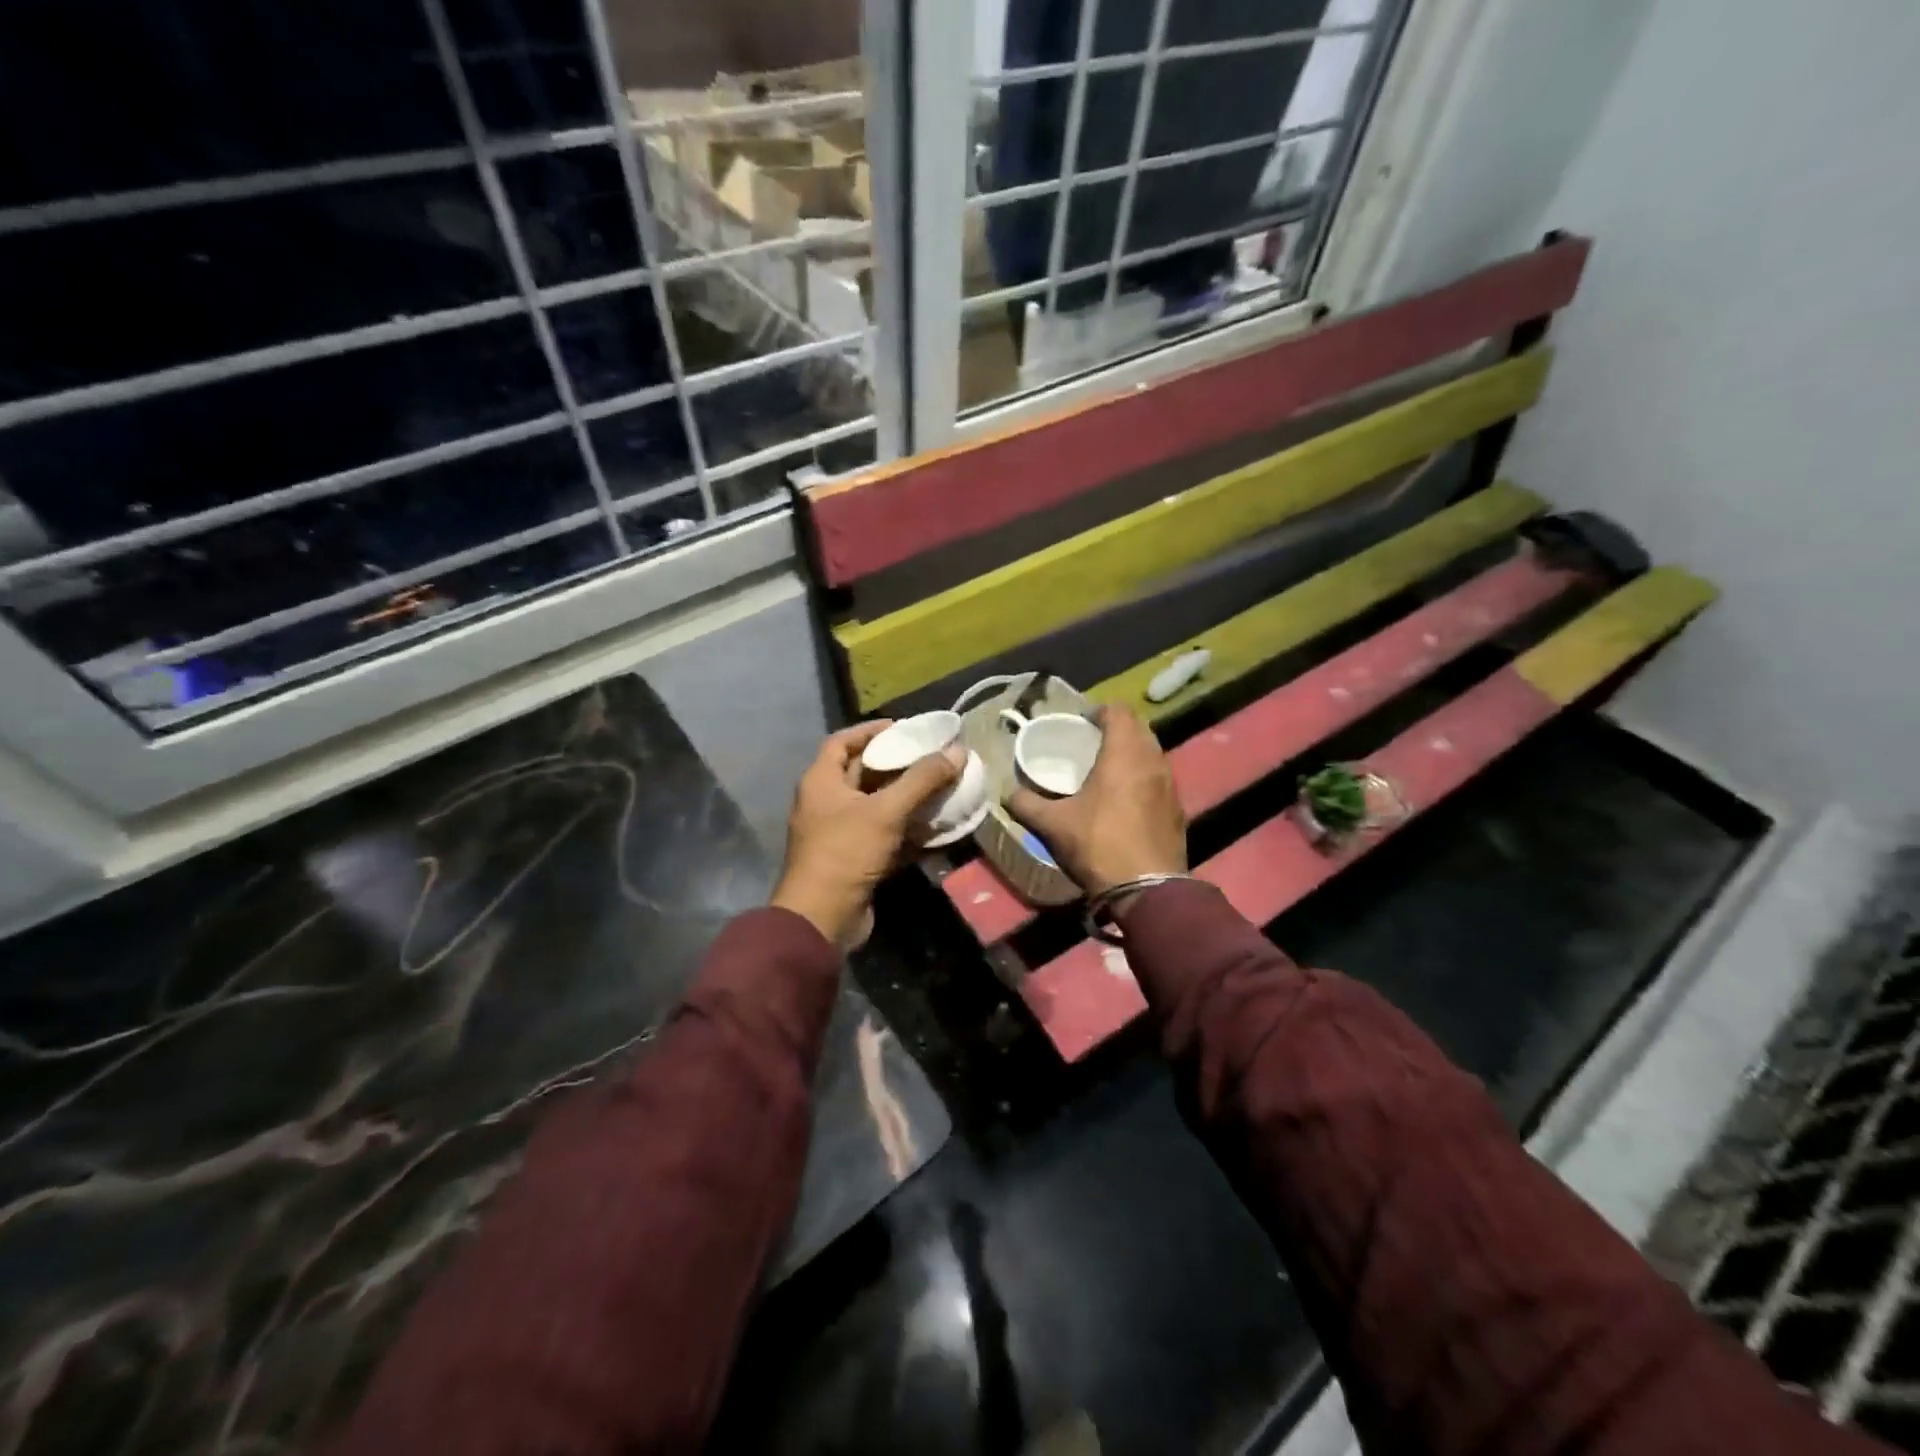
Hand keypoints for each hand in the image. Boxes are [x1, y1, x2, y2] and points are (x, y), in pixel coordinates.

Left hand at [771, 722, 961, 947]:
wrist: (823, 919)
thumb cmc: (846, 852)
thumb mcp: (886, 810)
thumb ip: (922, 779)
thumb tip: (957, 751)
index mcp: (821, 782)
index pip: (841, 742)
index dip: (870, 731)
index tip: (903, 727)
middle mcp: (825, 803)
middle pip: (861, 773)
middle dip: (895, 764)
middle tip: (930, 756)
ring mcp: (838, 833)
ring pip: (875, 805)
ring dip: (905, 797)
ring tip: (939, 785)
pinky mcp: (853, 860)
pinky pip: (882, 834)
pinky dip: (906, 829)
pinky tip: (934, 825)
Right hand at [1006, 705, 1186, 896]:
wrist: (1146, 889)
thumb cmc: (1098, 845)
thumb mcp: (1053, 825)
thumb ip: (1026, 804)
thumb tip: (1008, 794)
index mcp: (1124, 754)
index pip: (1119, 711)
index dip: (1099, 711)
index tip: (1081, 722)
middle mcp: (1152, 761)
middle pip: (1139, 728)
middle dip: (1117, 728)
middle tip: (1092, 743)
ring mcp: (1170, 785)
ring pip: (1152, 753)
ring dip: (1132, 752)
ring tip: (1107, 768)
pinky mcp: (1177, 808)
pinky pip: (1159, 778)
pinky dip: (1143, 776)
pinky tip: (1126, 798)